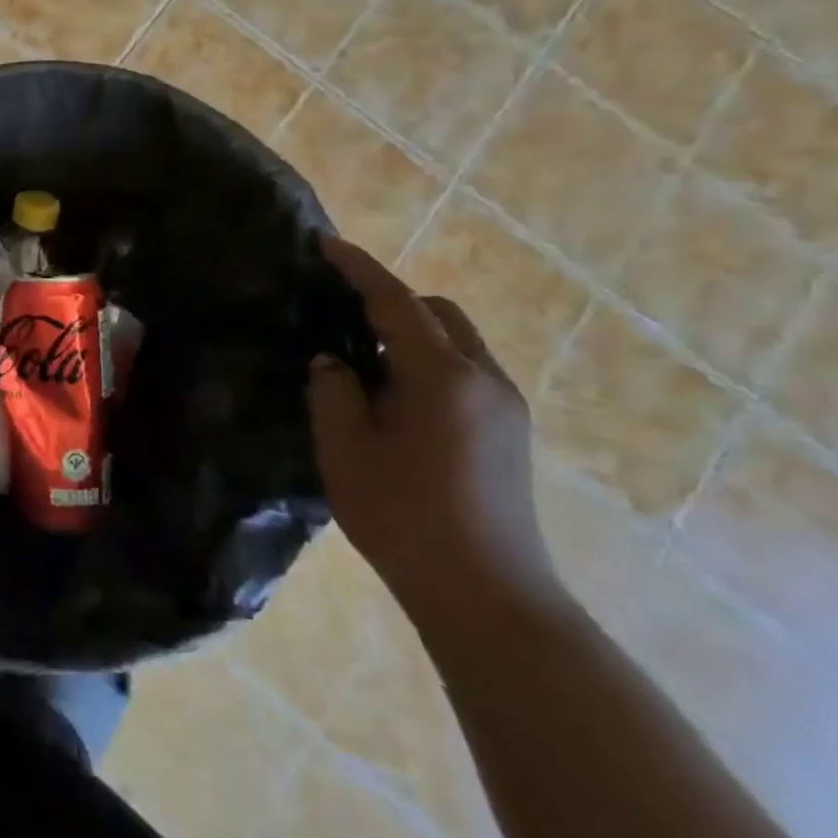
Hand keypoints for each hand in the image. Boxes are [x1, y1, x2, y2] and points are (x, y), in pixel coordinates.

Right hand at [307, 236, 561, 629]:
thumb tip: (335, 362)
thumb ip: (333, 390)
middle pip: (439, 314)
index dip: (359, 269)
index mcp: (443, 376)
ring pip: (456, 343)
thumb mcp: (345, 448)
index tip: (326, 243)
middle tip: (342, 316)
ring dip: (411, 336)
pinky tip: (394, 398)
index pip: (395, 302)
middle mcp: (485, 380)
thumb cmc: (403, 515)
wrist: (486, 594)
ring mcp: (506, 408)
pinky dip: (428, 364)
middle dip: (392, 301)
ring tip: (363, 361)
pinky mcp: (510, 434)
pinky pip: (465, 373)